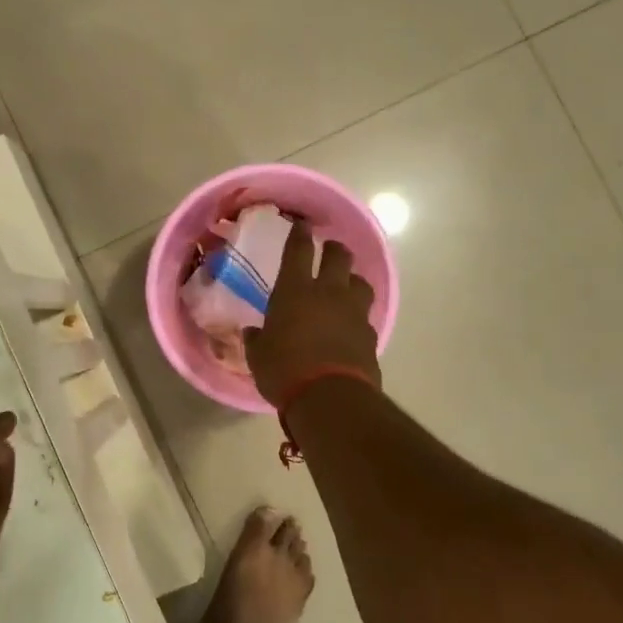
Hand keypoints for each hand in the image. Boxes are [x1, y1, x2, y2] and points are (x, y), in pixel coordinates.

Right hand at [243, 221, 380, 407]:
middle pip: (339, 256)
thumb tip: (252, 333)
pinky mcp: (370, 335)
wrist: (330, 398)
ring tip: (346, 287)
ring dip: (353, 281)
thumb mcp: (258, 356)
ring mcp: (354, 312)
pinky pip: (365, 316)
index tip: (302, 224)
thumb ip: (257, 340)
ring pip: (361, 282)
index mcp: (295, 290)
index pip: (298, 250)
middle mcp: (329, 293)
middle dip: (334, 249)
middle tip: (329, 250)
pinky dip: (358, 316)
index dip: (300, 234)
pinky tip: (351, 325)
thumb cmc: (284, 370)